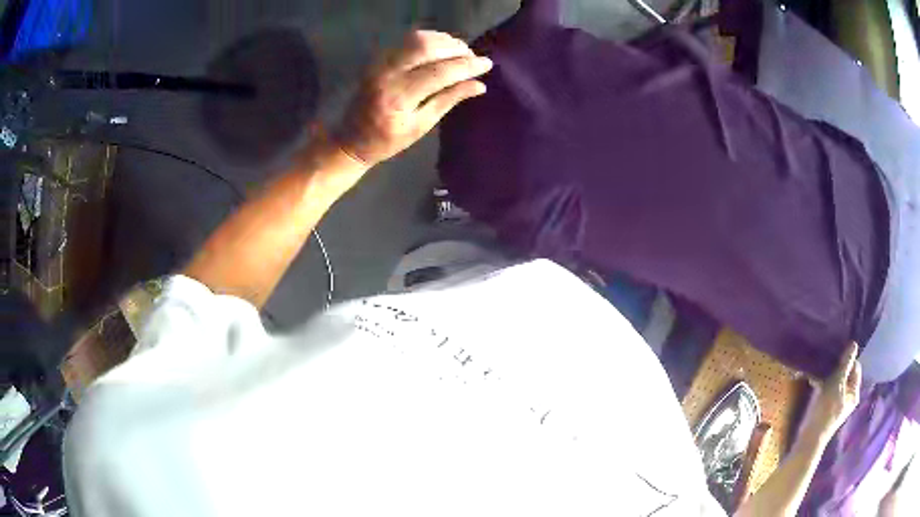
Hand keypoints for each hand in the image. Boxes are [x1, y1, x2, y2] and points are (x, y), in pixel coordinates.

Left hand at [337, 30, 492, 166]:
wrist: (351, 139)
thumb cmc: (387, 141)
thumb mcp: (421, 126)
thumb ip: (449, 101)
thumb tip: (480, 85)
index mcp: (398, 97)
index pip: (440, 72)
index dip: (466, 66)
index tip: (487, 64)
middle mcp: (387, 74)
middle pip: (427, 47)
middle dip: (456, 48)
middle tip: (473, 56)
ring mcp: (379, 63)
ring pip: (417, 39)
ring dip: (444, 41)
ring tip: (461, 52)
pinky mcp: (377, 58)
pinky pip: (407, 40)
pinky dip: (429, 40)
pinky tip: (441, 49)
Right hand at [804, 342, 861, 442]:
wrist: (809, 438)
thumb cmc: (826, 410)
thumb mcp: (836, 384)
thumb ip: (846, 365)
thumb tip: (854, 344)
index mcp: (854, 393)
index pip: (855, 368)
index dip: (848, 361)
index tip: (837, 356)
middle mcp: (848, 398)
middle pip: (845, 375)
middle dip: (836, 368)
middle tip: (827, 363)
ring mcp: (837, 404)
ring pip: (835, 383)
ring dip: (828, 376)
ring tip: (818, 372)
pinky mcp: (827, 408)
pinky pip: (828, 390)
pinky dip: (822, 385)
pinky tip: (814, 382)